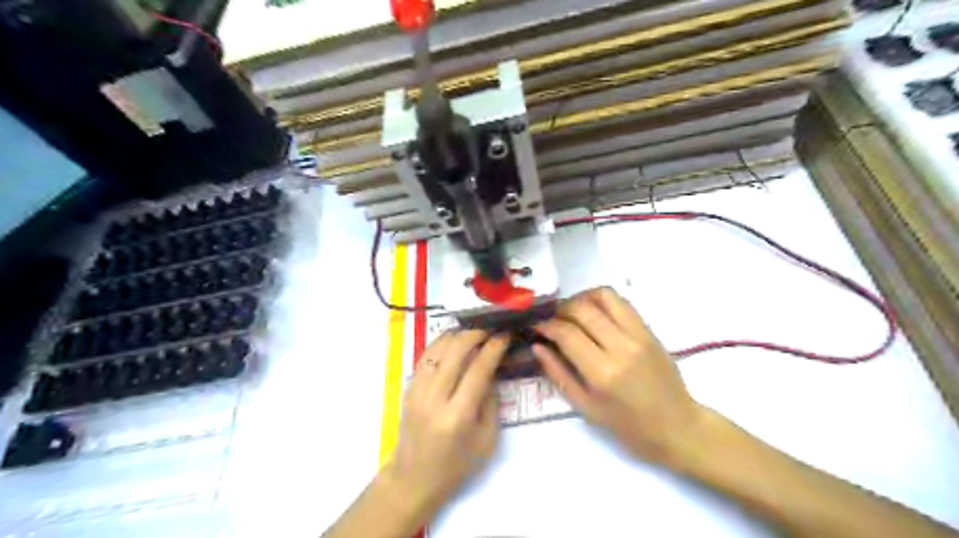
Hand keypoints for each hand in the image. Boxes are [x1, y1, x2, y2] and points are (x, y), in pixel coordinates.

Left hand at [382, 329, 507, 514]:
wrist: (414, 478)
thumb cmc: (456, 465)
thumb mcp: (487, 440)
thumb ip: (491, 401)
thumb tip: (492, 368)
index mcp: (458, 415)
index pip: (479, 369)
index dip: (494, 347)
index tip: (504, 335)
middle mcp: (435, 398)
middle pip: (456, 350)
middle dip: (476, 333)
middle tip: (490, 330)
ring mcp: (417, 390)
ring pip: (438, 347)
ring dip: (458, 335)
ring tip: (474, 332)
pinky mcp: (408, 387)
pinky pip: (425, 355)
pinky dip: (441, 343)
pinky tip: (453, 341)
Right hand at [535, 287, 706, 464]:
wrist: (678, 427)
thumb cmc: (628, 426)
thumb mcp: (586, 408)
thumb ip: (558, 374)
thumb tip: (538, 346)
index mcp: (602, 373)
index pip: (567, 333)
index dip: (546, 326)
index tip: (537, 328)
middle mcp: (621, 347)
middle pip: (582, 309)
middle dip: (560, 310)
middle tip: (553, 321)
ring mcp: (638, 335)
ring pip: (604, 296)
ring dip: (581, 298)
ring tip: (572, 312)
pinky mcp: (649, 330)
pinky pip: (622, 302)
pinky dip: (602, 300)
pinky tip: (594, 313)